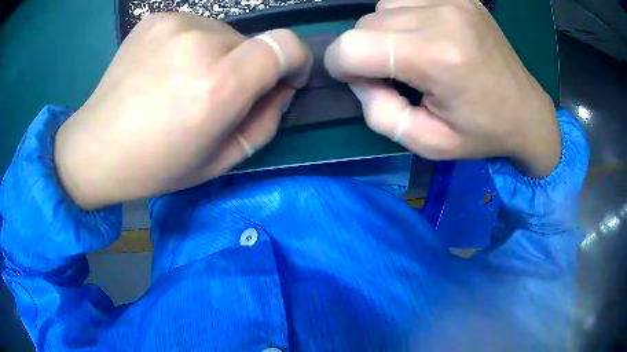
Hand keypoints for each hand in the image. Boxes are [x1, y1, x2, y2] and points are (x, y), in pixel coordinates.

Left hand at [55, 13, 311, 209]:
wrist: (95, 148)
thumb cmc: (155, 166)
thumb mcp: (220, 161)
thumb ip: (265, 122)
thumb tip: (281, 89)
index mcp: (218, 85)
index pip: (285, 45)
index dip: (295, 60)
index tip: (283, 79)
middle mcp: (199, 43)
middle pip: (251, 42)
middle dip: (244, 68)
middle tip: (211, 96)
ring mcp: (174, 24)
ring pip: (222, 33)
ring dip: (216, 56)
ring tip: (181, 84)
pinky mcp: (155, 18)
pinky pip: (193, 27)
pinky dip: (191, 46)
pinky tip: (163, 70)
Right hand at [325, 0, 559, 177]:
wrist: (526, 111)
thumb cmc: (481, 132)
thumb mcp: (427, 142)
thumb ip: (379, 113)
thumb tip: (359, 78)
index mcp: (438, 57)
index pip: (352, 46)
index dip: (341, 66)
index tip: (361, 82)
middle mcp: (443, 16)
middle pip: (364, 23)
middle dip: (366, 51)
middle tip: (397, 75)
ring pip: (382, 7)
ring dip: (386, 32)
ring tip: (415, 54)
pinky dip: (403, 18)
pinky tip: (427, 37)